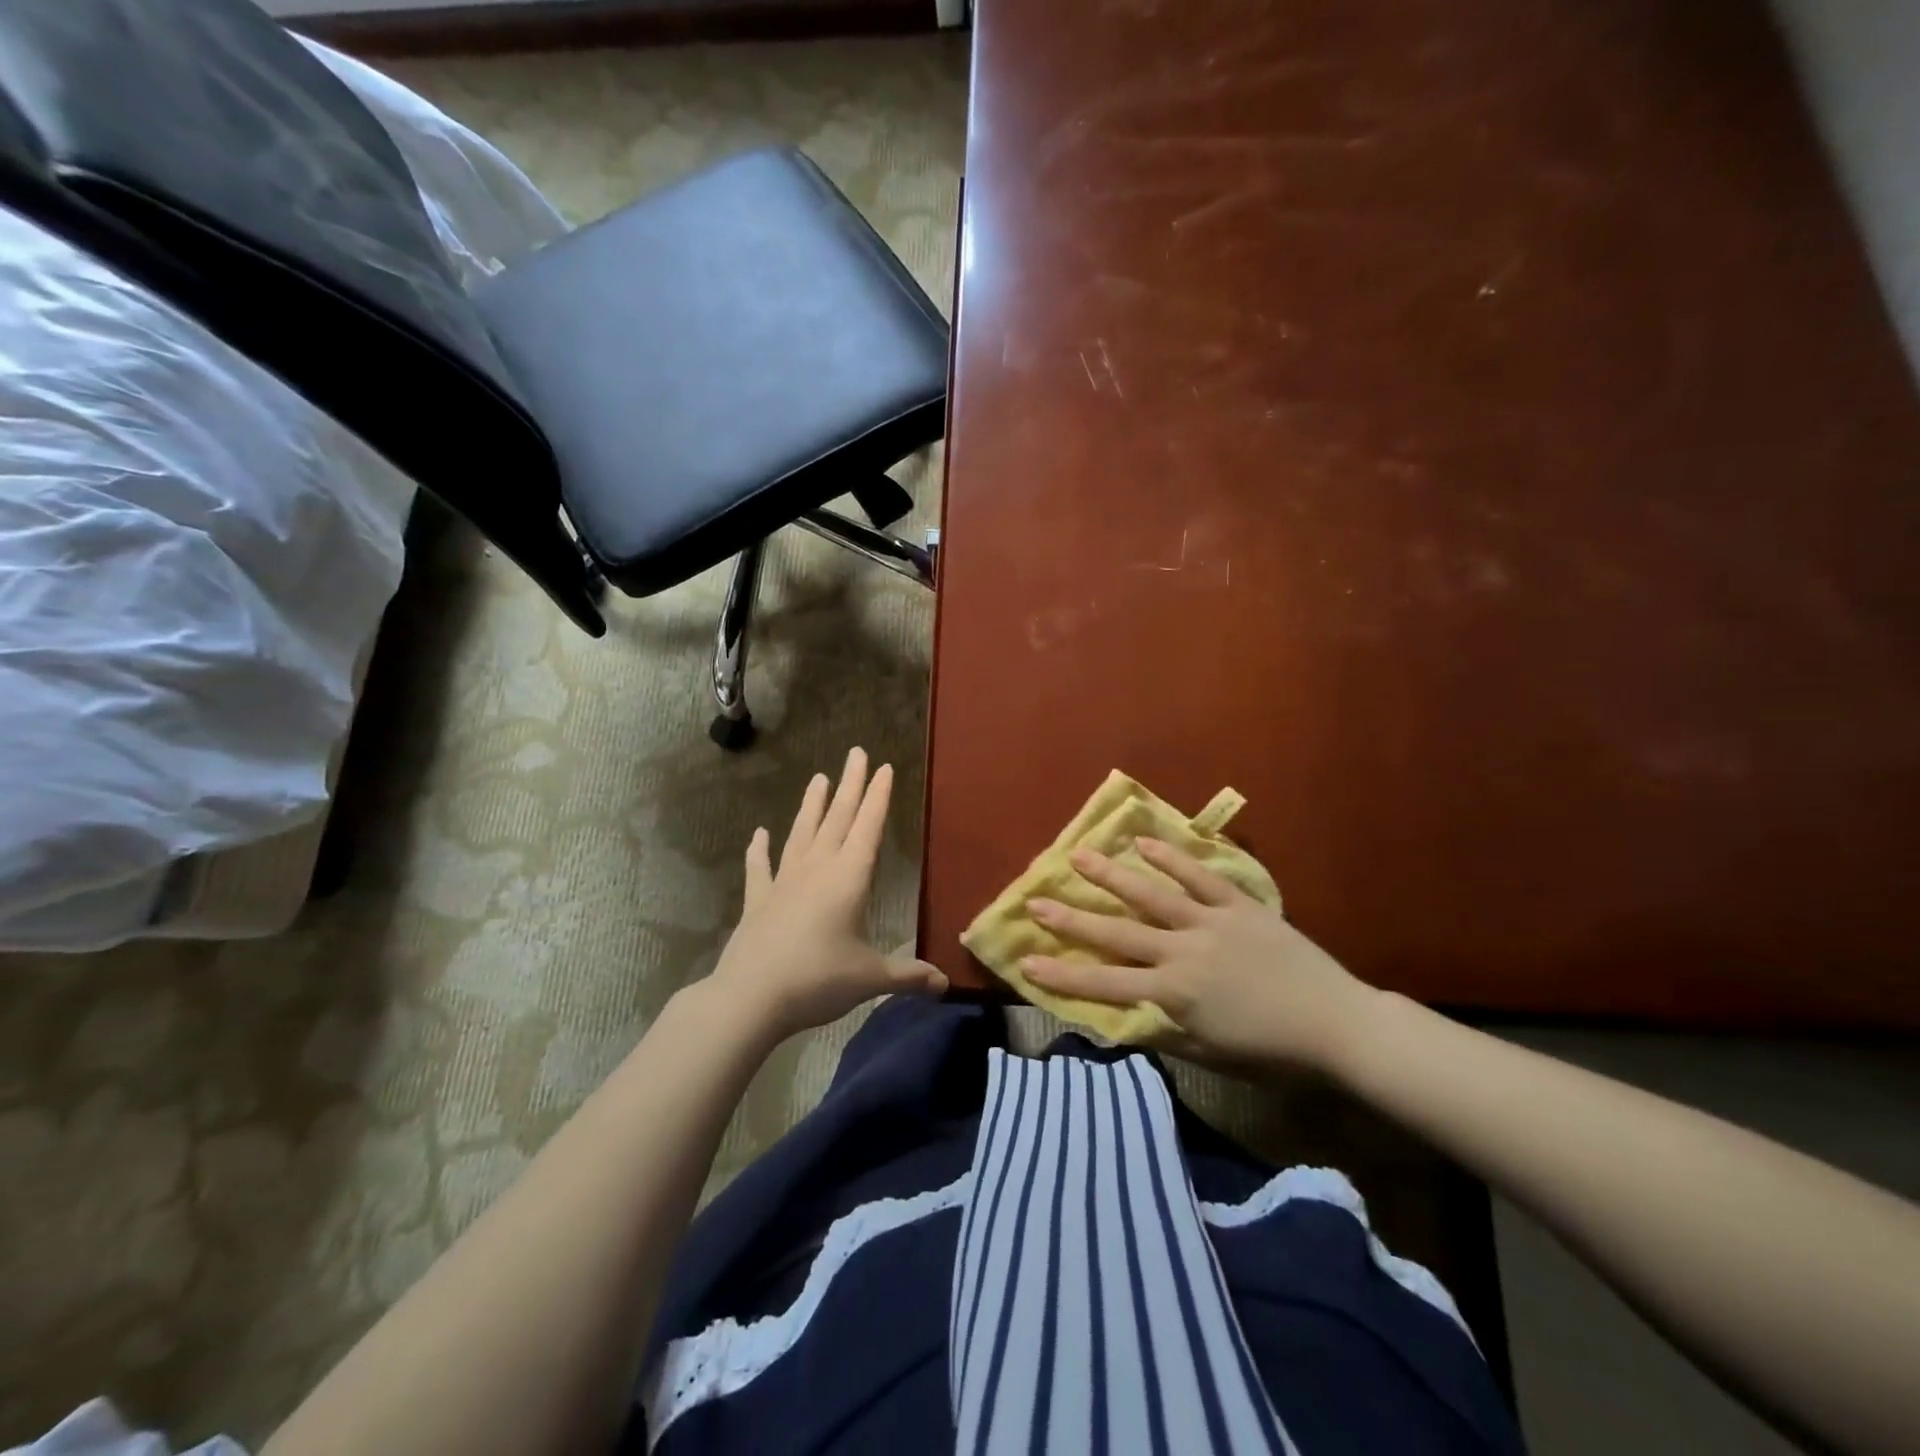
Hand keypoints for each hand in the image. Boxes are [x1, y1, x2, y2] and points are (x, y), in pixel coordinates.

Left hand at [708, 747, 946, 1041]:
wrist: (750, 997)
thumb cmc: (818, 980)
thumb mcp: (870, 978)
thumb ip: (908, 975)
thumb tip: (944, 984)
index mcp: (849, 879)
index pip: (869, 827)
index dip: (879, 797)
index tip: (885, 767)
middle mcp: (817, 870)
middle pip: (837, 818)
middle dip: (851, 785)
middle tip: (857, 753)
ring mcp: (784, 882)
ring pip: (801, 833)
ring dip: (812, 805)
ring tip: (818, 778)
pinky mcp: (758, 901)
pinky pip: (759, 868)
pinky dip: (759, 850)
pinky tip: (759, 834)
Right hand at [1021, 837, 1378, 1073]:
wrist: (1338, 1025)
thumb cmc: (1273, 1052)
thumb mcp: (1211, 1055)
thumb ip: (1164, 1032)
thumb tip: (1124, 1016)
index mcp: (1174, 993)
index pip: (1105, 983)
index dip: (1063, 974)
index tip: (1026, 961)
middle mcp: (1182, 951)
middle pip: (1117, 932)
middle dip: (1072, 918)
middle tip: (1036, 900)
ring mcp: (1210, 922)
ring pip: (1151, 894)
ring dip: (1112, 875)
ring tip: (1079, 855)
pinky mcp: (1238, 905)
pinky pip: (1199, 876)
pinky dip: (1171, 858)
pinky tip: (1143, 842)